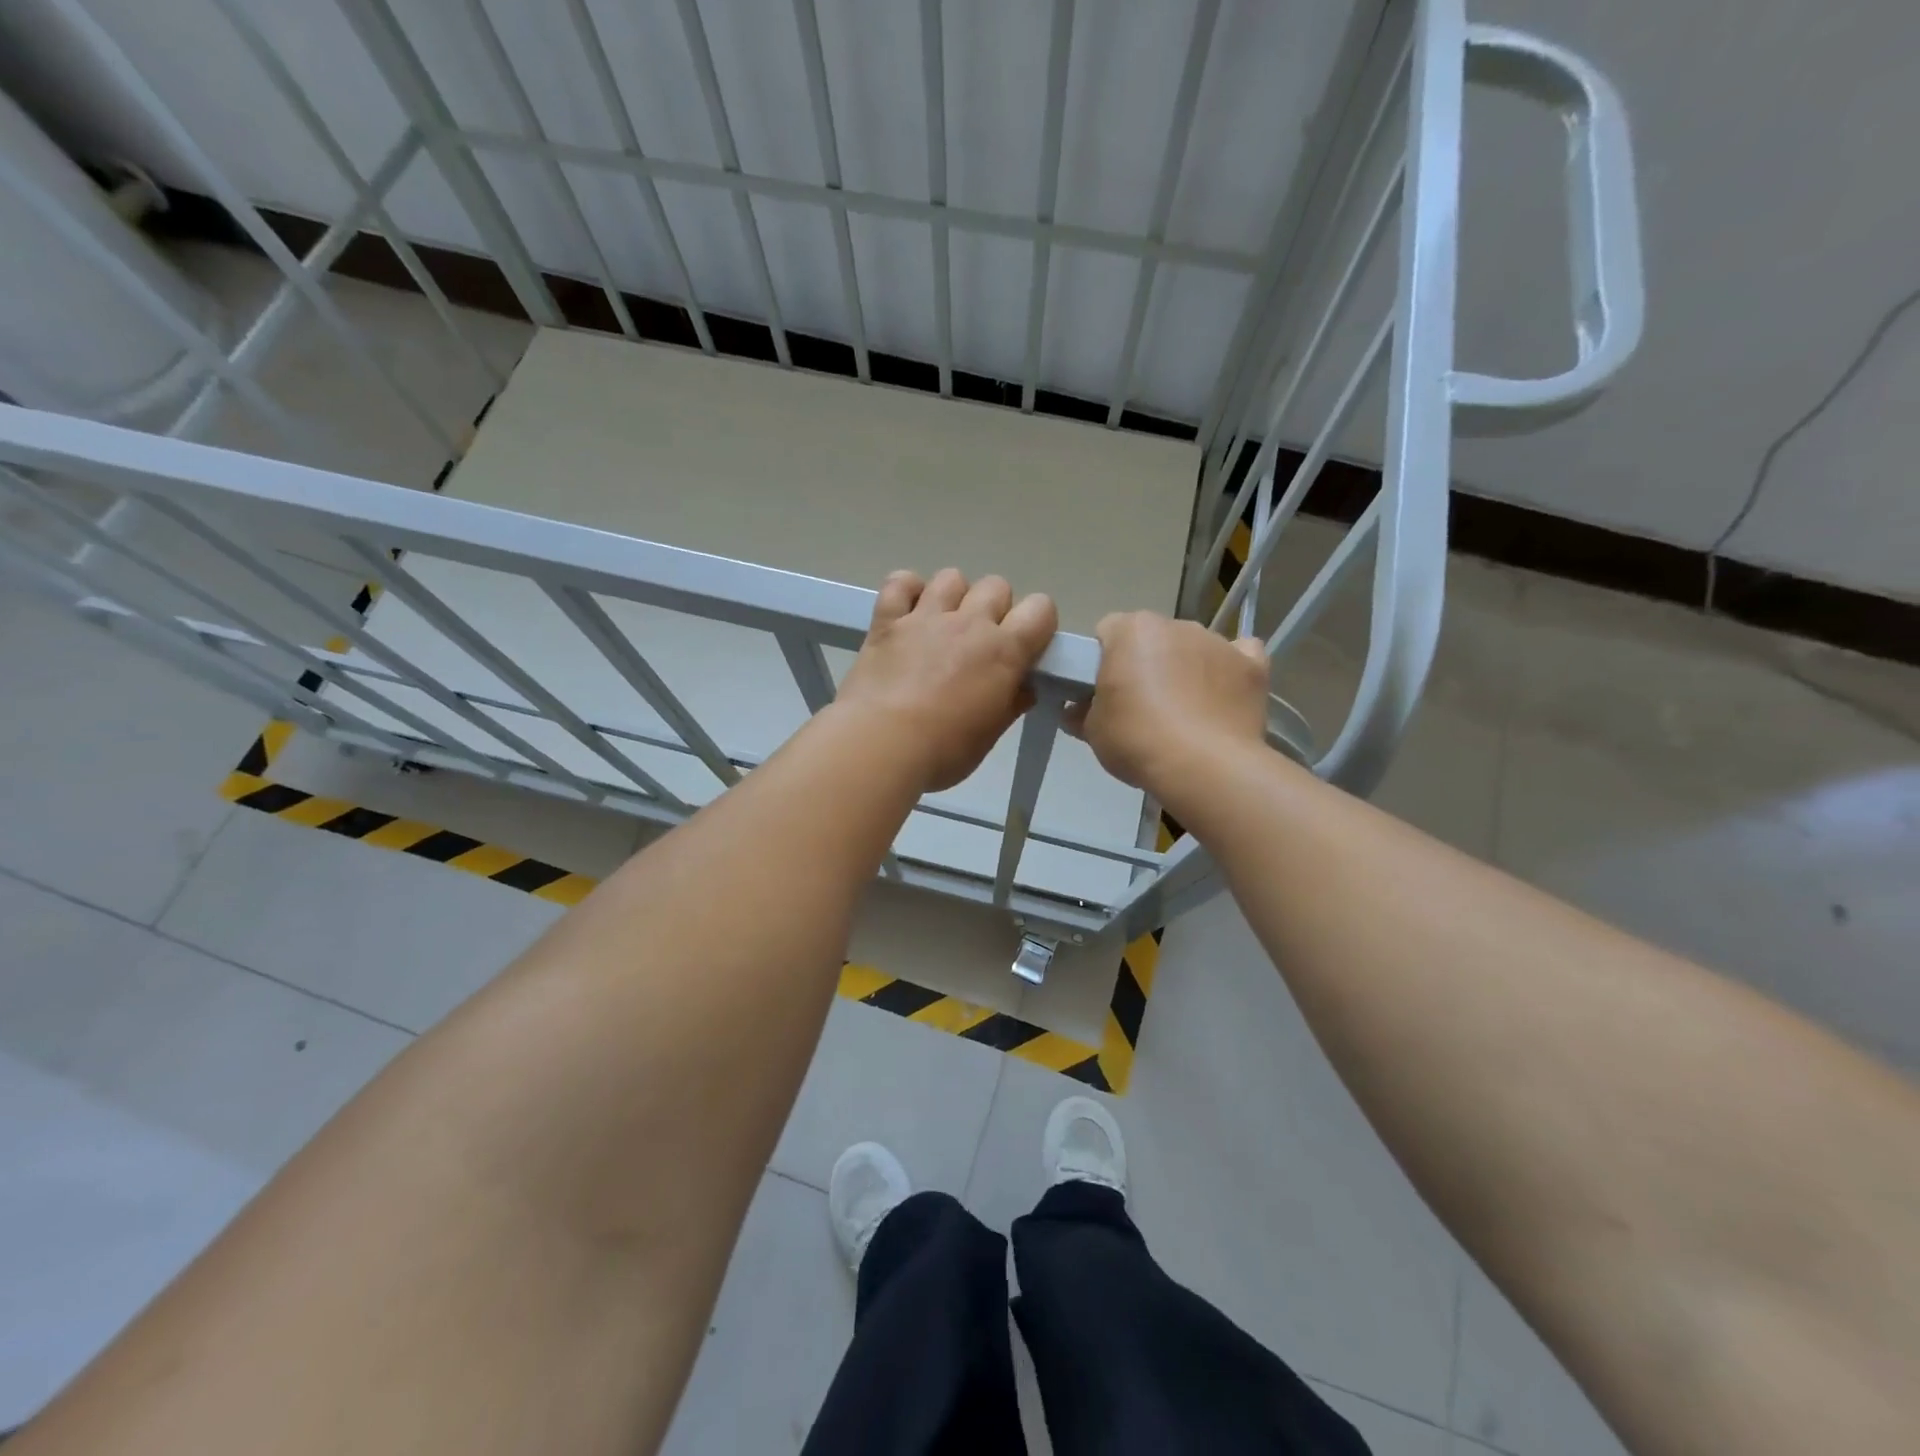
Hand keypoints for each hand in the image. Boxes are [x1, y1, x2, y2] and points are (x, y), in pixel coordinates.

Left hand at [834, 568, 1058, 792]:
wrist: (880, 746)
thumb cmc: (943, 751)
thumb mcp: (988, 736)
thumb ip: (1010, 704)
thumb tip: (1023, 688)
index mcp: (1003, 652)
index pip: (1041, 609)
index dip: (1037, 624)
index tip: (1025, 648)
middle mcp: (969, 623)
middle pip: (997, 586)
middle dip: (995, 609)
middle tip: (980, 644)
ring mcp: (926, 617)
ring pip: (952, 577)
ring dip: (954, 597)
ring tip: (942, 627)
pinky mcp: (887, 620)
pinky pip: (900, 582)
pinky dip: (907, 590)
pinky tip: (907, 613)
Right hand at [1067, 612, 1270, 799]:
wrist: (1204, 767)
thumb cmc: (1137, 740)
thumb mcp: (1093, 732)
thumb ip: (1082, 712)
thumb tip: (1075, 710)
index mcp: (1131, 630)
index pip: (1107, 632)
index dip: (1102, 661)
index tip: (1103, 691)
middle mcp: (1176, 625)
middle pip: (1152, 638)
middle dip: (1146, 663)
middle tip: (1139, 707)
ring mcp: (1218, 641)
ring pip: (1193, 647)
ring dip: (1185, 668)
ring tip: (1184, 714)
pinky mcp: (1252, 665)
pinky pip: (1239, 656)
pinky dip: (1230, 671)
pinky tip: (1223, 698)